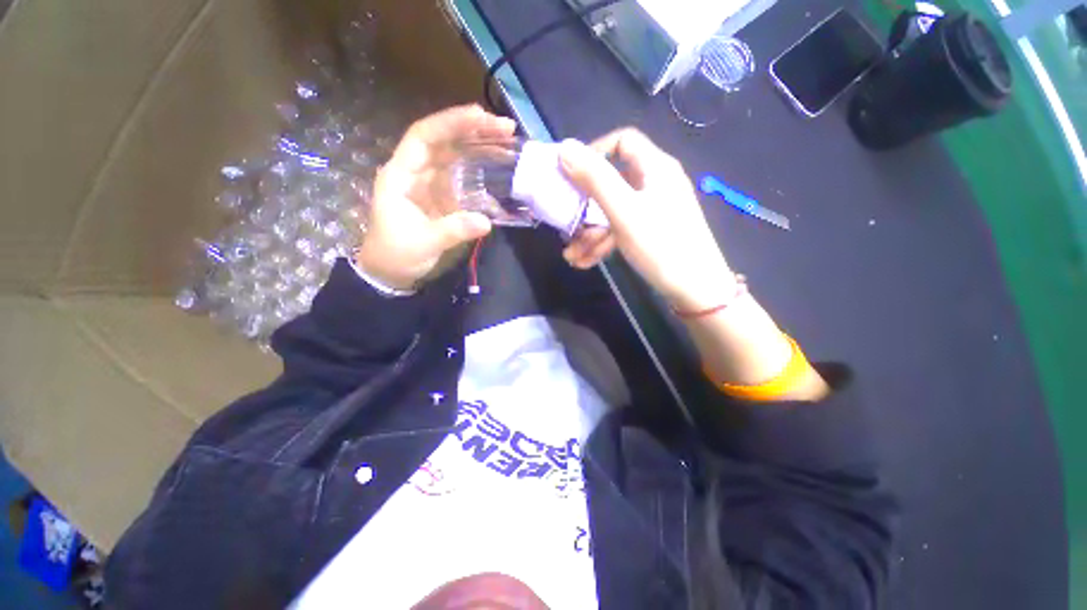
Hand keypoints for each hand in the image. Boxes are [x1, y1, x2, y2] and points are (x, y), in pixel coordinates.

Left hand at [355, 105, 516, 289]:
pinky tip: (497, 167)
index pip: (424, 137)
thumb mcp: (424, 243)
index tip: (481, 117)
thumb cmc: (397, 254)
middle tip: (505, 128)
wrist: (391, 271)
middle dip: (472, 130)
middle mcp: (415, 172)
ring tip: (506, 140)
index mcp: (400, 174)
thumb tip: (486, 221)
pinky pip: (462, 177)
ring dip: (478, 146)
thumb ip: (453, 230)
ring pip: (454, 156)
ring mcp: (430, 184)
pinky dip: (479, 171)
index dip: (451, 123)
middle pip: (443, 141)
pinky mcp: (442, 197)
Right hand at [558, 129, 735, 310]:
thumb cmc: (661, 246)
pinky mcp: (650, 231)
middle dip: (585, 206)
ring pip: (612, 211)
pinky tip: (585, 262)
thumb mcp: (624, 211)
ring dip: (590, 232)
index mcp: (654, 168)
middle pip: (611, 182)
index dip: (594, 152)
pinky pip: (620, 229)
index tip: (571, 174)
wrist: (696, 290)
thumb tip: (565, 148)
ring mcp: (653, 209)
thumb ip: (595, 179)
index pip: (622, 141)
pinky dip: (603, 243)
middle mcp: (654, 184)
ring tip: (572, 256)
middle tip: (566, 224)